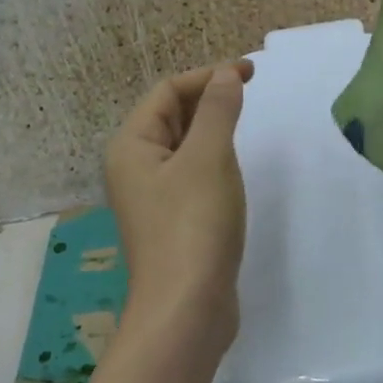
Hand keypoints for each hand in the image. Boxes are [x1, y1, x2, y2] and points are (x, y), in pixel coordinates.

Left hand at [105, 61, 254, 355]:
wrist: (187, 309)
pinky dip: (212, 160)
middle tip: (249, 93)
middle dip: (208, 99)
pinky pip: (191, 175)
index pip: (167, 92)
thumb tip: (226, 74)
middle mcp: (134, 168)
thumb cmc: (194, 224)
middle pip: (170, 116)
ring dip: (211, 128)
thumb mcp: (209, 158)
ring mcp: (152, 198)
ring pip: (182, 147)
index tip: (250, 73)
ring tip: (244, 124)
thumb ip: (217, 110)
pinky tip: (233, 168)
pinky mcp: (173, 221)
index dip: (207, 76)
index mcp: (131, 146)